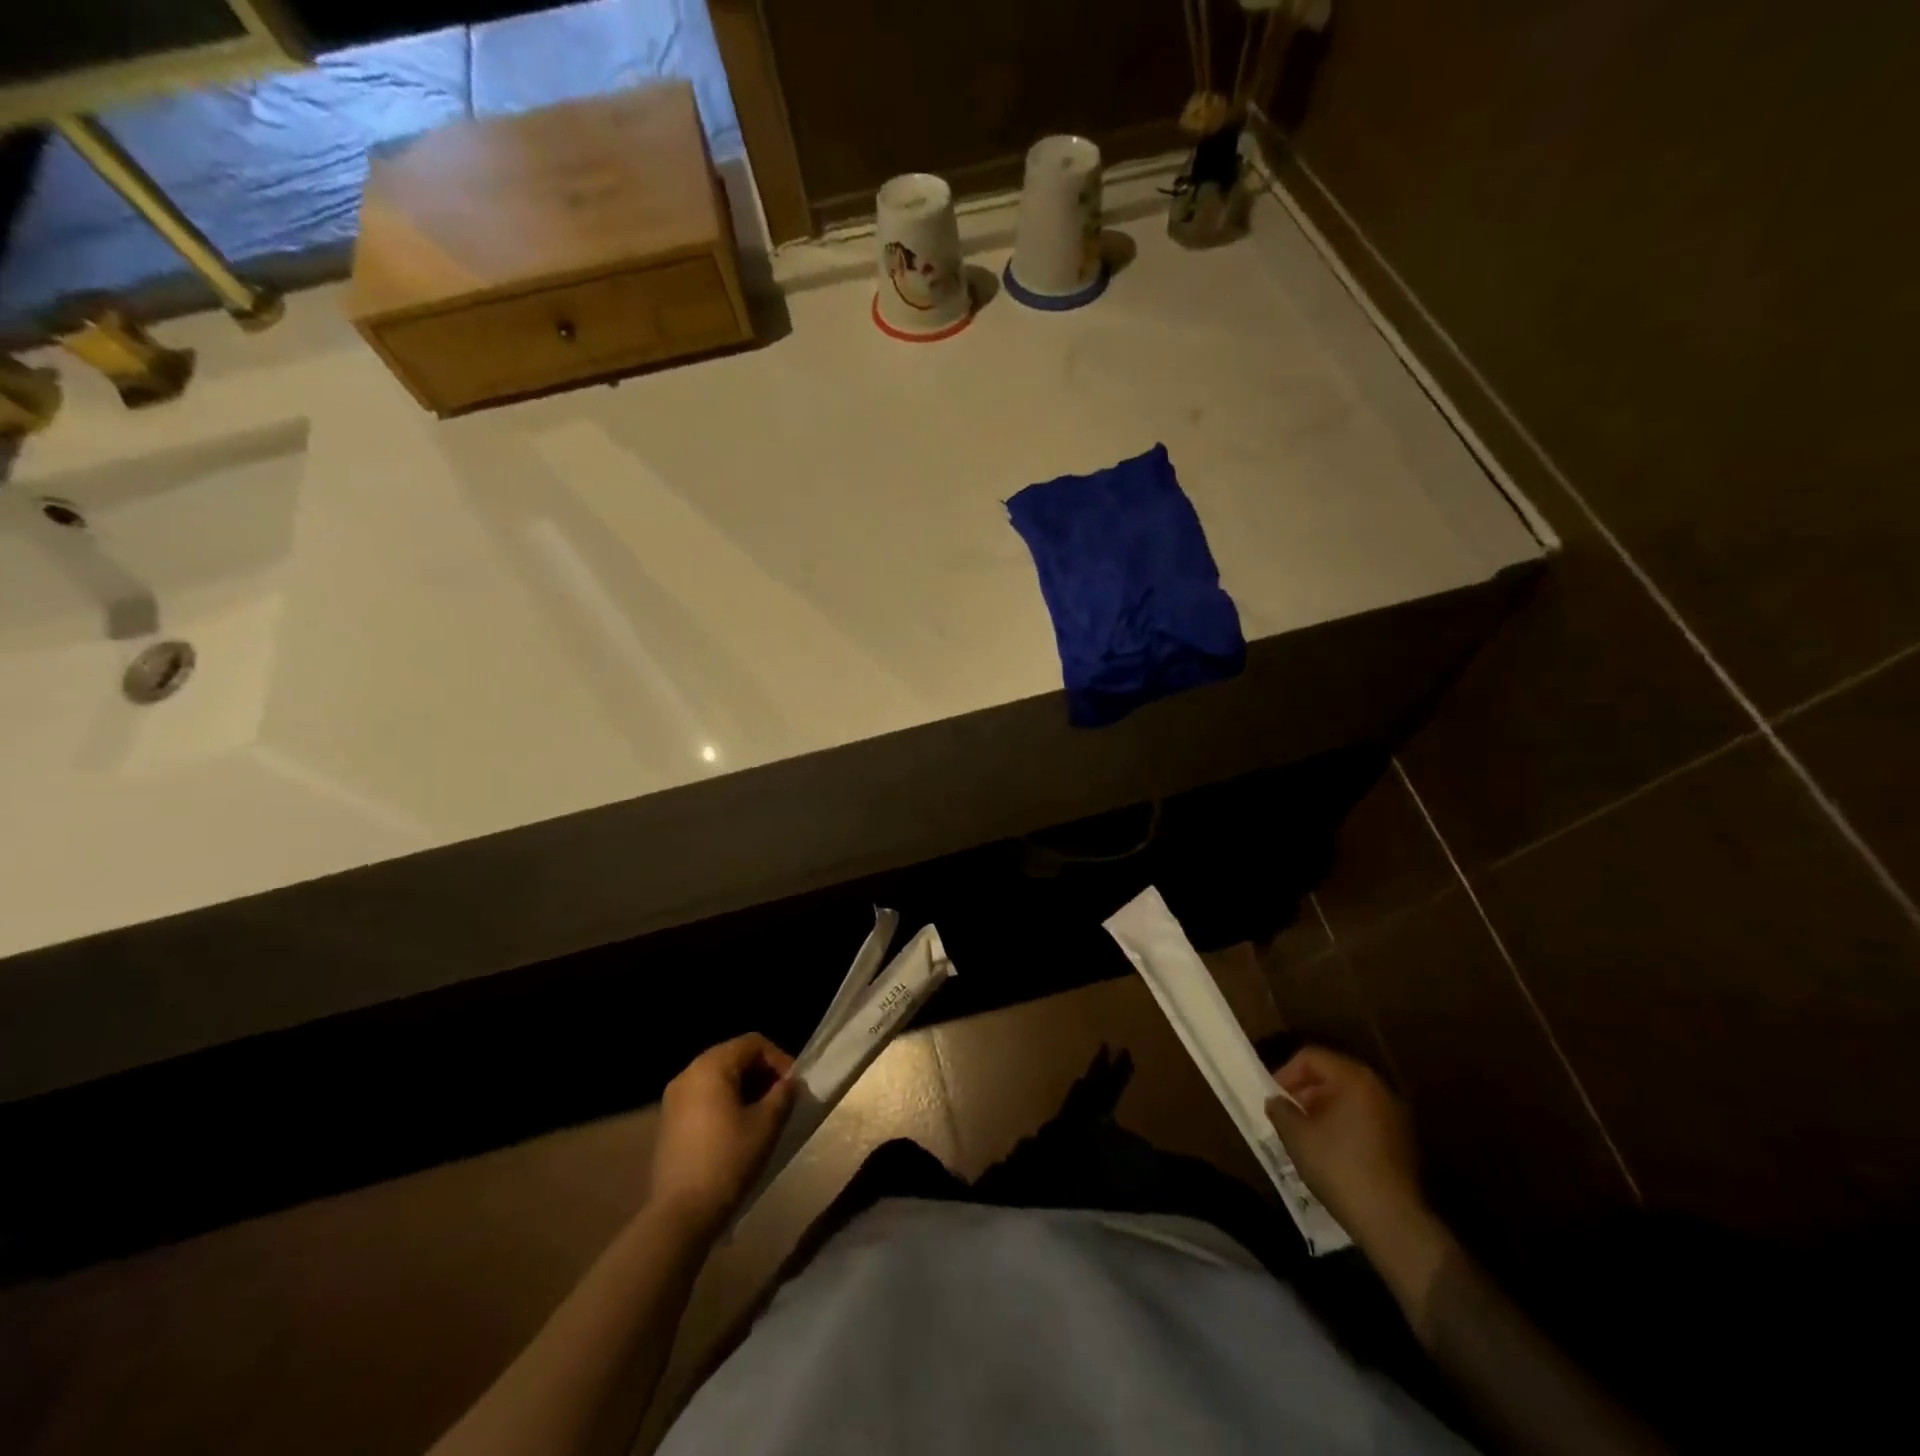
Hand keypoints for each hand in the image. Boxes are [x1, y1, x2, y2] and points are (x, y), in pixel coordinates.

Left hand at [651, 1033, 795, 1234]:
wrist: (680, 1214)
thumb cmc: (728, 1161)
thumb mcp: (766, 1125)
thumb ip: (783, 1094)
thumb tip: (790, 1082)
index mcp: (711, 1066)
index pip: (753, 1043)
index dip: (779, 1059)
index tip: (793, 1086)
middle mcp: (688, 1072)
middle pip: (734, 1056)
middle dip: (762, 1073)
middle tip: (781, 1099)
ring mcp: (674, 1097)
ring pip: (718, 1077)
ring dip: (745, 1088)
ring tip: (763, 1114)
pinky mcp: (669, 1120)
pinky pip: (703, 1096)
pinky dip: (724, 1102)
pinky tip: (737, 1129)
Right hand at [1264, 1046, 1436, 1261]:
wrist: (1391, 1220)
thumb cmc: (1338, 1167)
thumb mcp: (1296, 1136)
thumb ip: (1280, 1110)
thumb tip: (1276, 1101)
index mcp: (1354, 1078)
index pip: (1311, 1057)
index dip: (1286, 1073)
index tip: (1273, 1097)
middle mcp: (1378, 1088)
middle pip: (1331, 1074)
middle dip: (1304, 1090)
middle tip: (1286, 1113)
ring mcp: (1394, 1115)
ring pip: (1348, 1097)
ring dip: (1322, 1108)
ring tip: (1304, 1132)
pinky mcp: (1401, 1140)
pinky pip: (1363, 1117)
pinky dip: (1342, 1123)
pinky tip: (1328, 1149)